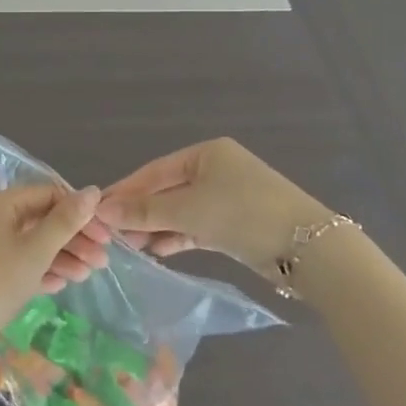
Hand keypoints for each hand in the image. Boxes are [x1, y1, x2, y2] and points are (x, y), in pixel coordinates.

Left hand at [0, 186, 112, 370]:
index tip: (104, 235)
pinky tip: (61, 285)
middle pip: (42, 220)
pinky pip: (20, 264)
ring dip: (62, 257)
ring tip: (87, 276)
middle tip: (102, 261)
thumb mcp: (34, 250)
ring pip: (33, 244)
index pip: (49, 194)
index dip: (79, 212)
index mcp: (2, 204)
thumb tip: (92, 190)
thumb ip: (65, 221)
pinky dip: (41, 271)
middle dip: (74, 238)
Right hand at [98, 138, 329, 274]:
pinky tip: (157, 252)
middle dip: (139, 213)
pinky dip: (177, 238)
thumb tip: (101, 210)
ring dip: (155, 228)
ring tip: (128, 248)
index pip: (154, 171)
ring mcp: (227, 198)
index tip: (97, 210)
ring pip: (181, 212)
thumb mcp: (188, 210)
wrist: (308, 248)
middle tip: (109, 235)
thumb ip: (144, 211)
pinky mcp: (235, 225)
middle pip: (166, 191)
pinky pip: (196, 227)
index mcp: (206, 154)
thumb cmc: (242, 214)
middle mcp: (216, 170)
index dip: (125, 191)